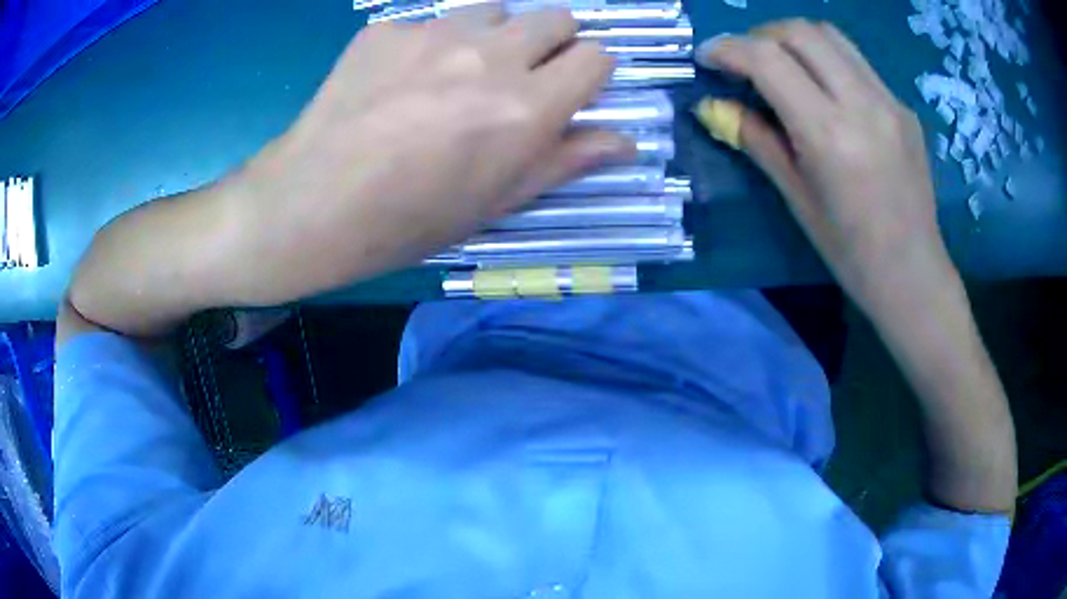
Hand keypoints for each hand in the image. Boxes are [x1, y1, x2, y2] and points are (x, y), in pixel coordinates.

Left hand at [230, 4, 631, 301]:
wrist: (310, 206)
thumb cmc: (408, 220)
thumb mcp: (495, 202)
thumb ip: (566, 160)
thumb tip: (626, 142)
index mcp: (526, 107)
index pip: (597, 56)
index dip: (590, 73)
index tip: (569, 91)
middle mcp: (489, 56)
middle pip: (555, 16)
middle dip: (550, 43)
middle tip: (518, 78)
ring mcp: (432, 34)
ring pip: (494, 8)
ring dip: (493, 33)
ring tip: (457, 72)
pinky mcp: (385, 29)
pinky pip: (428, 22)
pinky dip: (429, 44)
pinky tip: (398, 81)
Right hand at [695, 20, 953, 316]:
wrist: (913, 274)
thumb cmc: (850, 251)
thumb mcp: (796, 198)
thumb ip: (756, 139)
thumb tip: (715, 106)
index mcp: (830, 134)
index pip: (768, 59)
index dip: (728, 49)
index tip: (708, 58)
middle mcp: (863, 104)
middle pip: (800, 31)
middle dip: (760, 36)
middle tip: (745, 61)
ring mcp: (890, 101)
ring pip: (831, 35)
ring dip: (795, 39)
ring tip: (781, 66)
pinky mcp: (903, 107)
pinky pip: (857, 62)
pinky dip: (827, 61)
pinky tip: (825, 92)